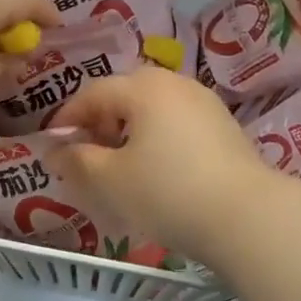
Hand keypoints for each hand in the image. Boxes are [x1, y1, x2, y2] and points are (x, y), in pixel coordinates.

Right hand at [51, 68, 277, 263]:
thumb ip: (76, 160)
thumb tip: (53, 149)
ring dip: (129, 131)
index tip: (52, 146)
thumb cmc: (168, 191)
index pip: (93, 93)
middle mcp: (174, 83)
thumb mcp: (111, 180)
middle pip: (125, 95)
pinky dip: (156, 138)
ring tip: (120, 166)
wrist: (248, 217)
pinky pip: (176, 123)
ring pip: (152, 109)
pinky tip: (158, 170)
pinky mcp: (224, 126)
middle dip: (100, 122)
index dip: (68, 118)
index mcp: (143, 87)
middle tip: (86, 156)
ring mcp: (204, 102)